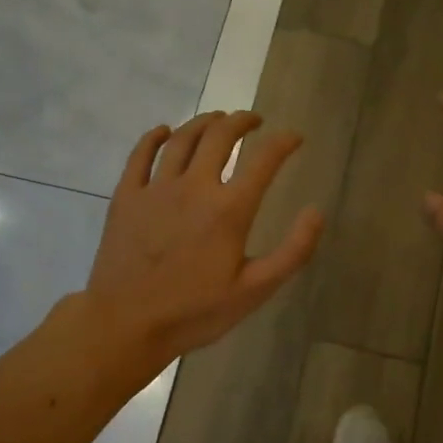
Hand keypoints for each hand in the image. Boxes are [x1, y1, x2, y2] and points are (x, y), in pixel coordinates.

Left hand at [86, 112, 323, 362]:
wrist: (126, 324)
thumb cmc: (195, 311)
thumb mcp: (255, 290)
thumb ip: (293, 251)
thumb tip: (316, 212)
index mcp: (229, 209)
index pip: (264, 160)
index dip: (284, 142)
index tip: (295, 138)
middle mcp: (194, 186)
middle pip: (220, 136)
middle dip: (242, 120)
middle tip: (254, 120)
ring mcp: (156, 188)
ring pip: (182, 138)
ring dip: (204, 121)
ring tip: (218, 118)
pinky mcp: (126, 196)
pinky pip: (140, 154)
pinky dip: (154, 137)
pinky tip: (164, 132)